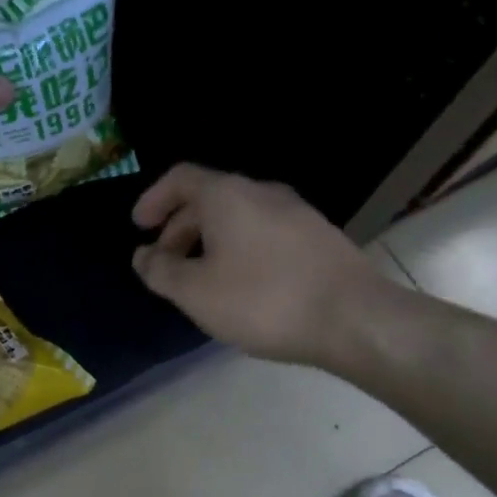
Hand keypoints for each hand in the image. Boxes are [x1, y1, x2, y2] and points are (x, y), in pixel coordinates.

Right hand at [130, 163, 399, 368]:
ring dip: (209, 240)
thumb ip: (161, 271)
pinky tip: (243, 285)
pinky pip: (263, 231)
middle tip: (165, 262)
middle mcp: (261, 192)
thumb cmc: (265, 300)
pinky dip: (239, 248)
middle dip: (179, 227)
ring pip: (238, 216)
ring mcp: (295, 212)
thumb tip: (143, 256)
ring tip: (201, 278)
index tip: (139, 227)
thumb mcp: (197, 292)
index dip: (153, 199)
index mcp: (227, 195)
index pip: (180, 178)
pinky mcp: (318, 236)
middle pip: (208, 198)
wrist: (357, 318)